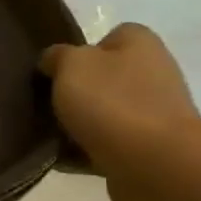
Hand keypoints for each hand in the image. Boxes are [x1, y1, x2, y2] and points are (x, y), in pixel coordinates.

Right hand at [39, 23, 199, 200]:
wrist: (154, 163)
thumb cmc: (112, 103)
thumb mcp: (72, 66)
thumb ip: (57, 56)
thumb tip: (53, 60)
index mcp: (140, 43)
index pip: (109, 37)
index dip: (80, 52)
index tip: (55, 73)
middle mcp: (153, 72)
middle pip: (105, 78)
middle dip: (77, 92)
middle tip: (46, 106)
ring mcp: (152, 113)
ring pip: (104, 113)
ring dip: (79, 124)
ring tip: (48, 137)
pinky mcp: (147, 148)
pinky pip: (106, 145)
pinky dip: (85, 152)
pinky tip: (63, 160)